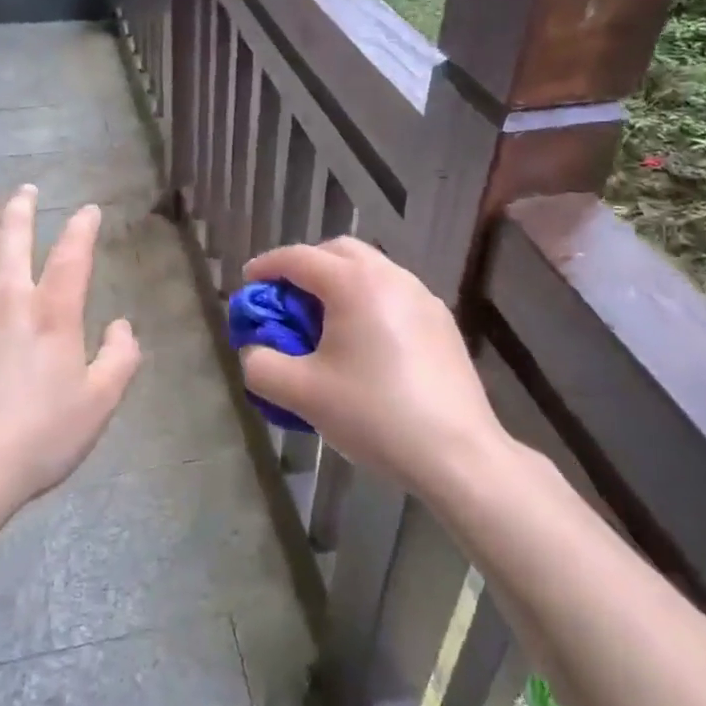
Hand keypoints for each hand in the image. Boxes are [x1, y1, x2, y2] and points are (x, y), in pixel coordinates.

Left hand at [0, 186, 139, 527]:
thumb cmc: (34, 441)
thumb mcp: (98, 406)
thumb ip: (120, 359)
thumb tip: (123, 324)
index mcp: (51, 312)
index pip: (73, 253)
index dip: (82, 226)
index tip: (88, 210)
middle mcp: (4, 294)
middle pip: (14, 236)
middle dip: (22, 207)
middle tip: (25, 189)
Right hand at [239, 238, 503, 499]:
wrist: (457, 454)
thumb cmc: (374, 415)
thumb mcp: (302, 394)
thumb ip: (261, 365)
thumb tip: (254, 350)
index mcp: (353, 283)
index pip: (298, 258)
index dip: (266, 266)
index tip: (248, 282)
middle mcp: (390, 276)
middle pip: (338, 251)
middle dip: (305, 266)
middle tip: (285, 298)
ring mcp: (423, 296)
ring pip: (370, 270)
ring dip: (339, 282)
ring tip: (324, 321)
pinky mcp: (442, 321)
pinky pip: (394, 293)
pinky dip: (368, 300)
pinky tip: (365, 343)